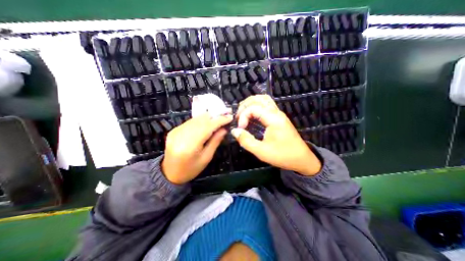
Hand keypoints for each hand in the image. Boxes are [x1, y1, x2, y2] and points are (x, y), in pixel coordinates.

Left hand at [162, 113, 232, 183]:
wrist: (170, 173)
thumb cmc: (191, 169)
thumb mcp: (206, 158)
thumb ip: (215, 141)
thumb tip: (224, 129)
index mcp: (190, 145)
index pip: (207, 127)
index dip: (219, 121)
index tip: (230, 117)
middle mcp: (181, 135)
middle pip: (201, 120)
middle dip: (215, 116)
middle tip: (225, 115)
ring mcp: (176, 131)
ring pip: (195, 119)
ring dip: (208, 117)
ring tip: (218, 118)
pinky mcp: (174, 130)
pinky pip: (190, 122)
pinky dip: (200, 120)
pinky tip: (207, 122)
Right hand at [232, 94, 319, 175]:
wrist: (301, 159)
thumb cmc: (282, 156)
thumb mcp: (261, 151)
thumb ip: (246, 140)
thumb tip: (234, 131)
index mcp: (273, 118)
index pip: (253, 108)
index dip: (243, 115)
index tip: (240, 128)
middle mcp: (276, 112)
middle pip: (258, 99)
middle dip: (245, 105)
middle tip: (238, 117)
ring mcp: (278, 114)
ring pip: (263, 99)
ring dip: (251, 103)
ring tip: (243, 113)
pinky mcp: (279, 117)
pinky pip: (266, 105)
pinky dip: (256, 106)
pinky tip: (252, 114)